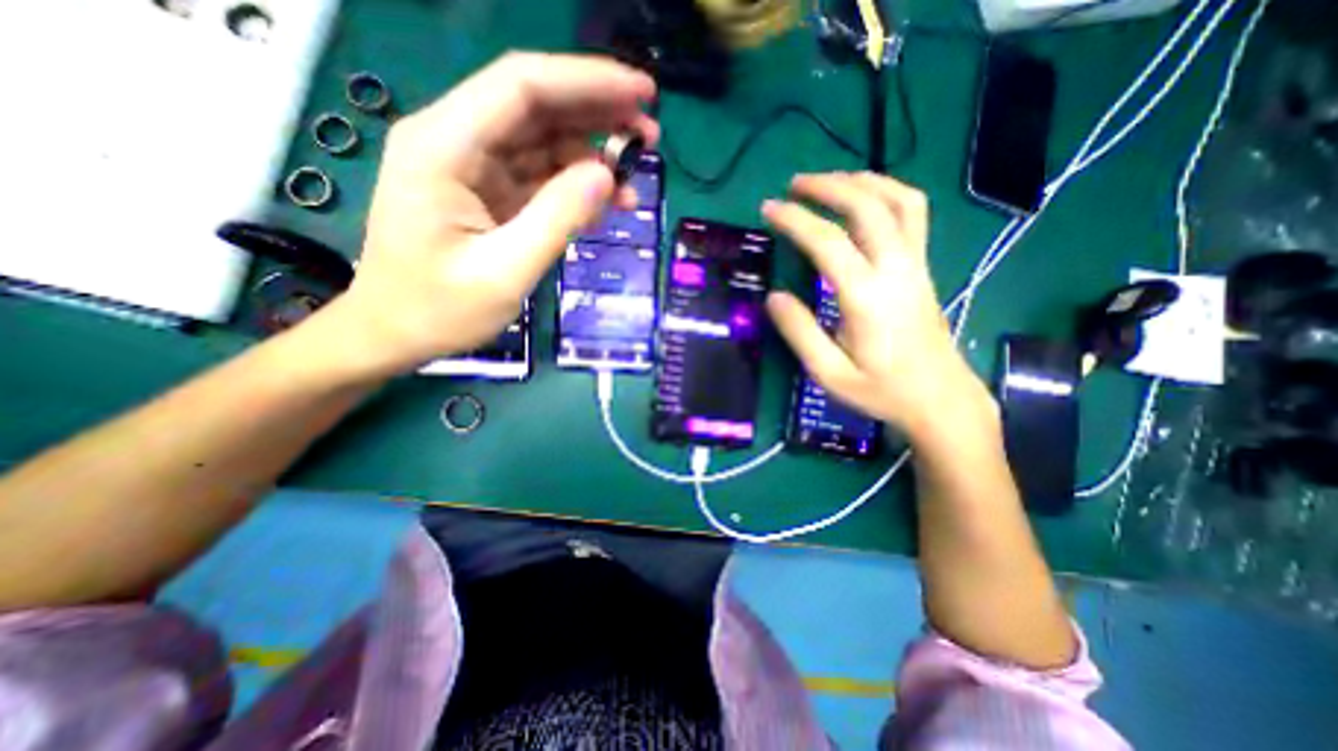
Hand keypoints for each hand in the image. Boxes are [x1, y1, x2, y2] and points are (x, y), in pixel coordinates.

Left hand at [327, 50, 656, 378]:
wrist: (395, 332)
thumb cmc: (439, 310)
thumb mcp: (504, 272)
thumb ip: (557, 219)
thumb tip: (607, 175)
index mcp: (445, 147)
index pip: (523, 86)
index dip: (588, 81)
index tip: (643, 92)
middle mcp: (456, 141)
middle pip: (536, 105)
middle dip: (597, 114)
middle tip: (650, 137)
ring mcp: (472, 166)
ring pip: (543, 141)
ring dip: (591, 157)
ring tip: (632, 187)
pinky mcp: (487, 191)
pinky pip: (539, 176)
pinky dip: (575, 187)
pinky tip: (603, 207)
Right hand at [764, 174, 979, 435]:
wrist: (940, 399)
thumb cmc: (882, 391)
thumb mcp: (830, 374)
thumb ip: (800, 333)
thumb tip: (774, 297)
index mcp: (867, 298)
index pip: (828, 242)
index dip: (795, 220)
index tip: (768, 209)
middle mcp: (896, 270)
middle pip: (867, 207)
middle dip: (828, 186)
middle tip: (794, 185)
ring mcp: (916, 265)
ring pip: (898, 201)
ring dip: (862, 181)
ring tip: (829, 181)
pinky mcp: (924, 267)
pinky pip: (913, 214)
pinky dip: (887, 193)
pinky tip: (866, 198)